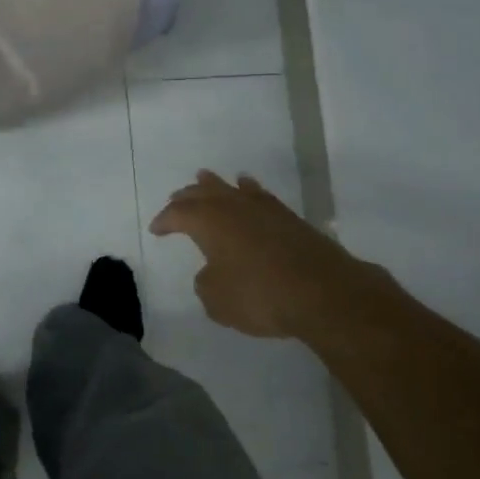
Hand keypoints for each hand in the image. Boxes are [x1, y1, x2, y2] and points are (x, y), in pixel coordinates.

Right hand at [149, 170, 381, 341]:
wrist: (323, 292)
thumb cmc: (259, 295)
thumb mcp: (217, 300)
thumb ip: (205, 283)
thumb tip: (212, 272)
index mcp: (208, 221)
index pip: (177, 214)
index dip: (164, 221)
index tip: (156, 229)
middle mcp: (232, 206)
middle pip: (202, 193)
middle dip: (186, 196)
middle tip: (176, 199)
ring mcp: (263, 208)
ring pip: (231, 188)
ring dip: (216, 185)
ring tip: (205, 178)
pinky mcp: (289, 218)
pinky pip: (259, 196)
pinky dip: (248, 191)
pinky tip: (249, 189)